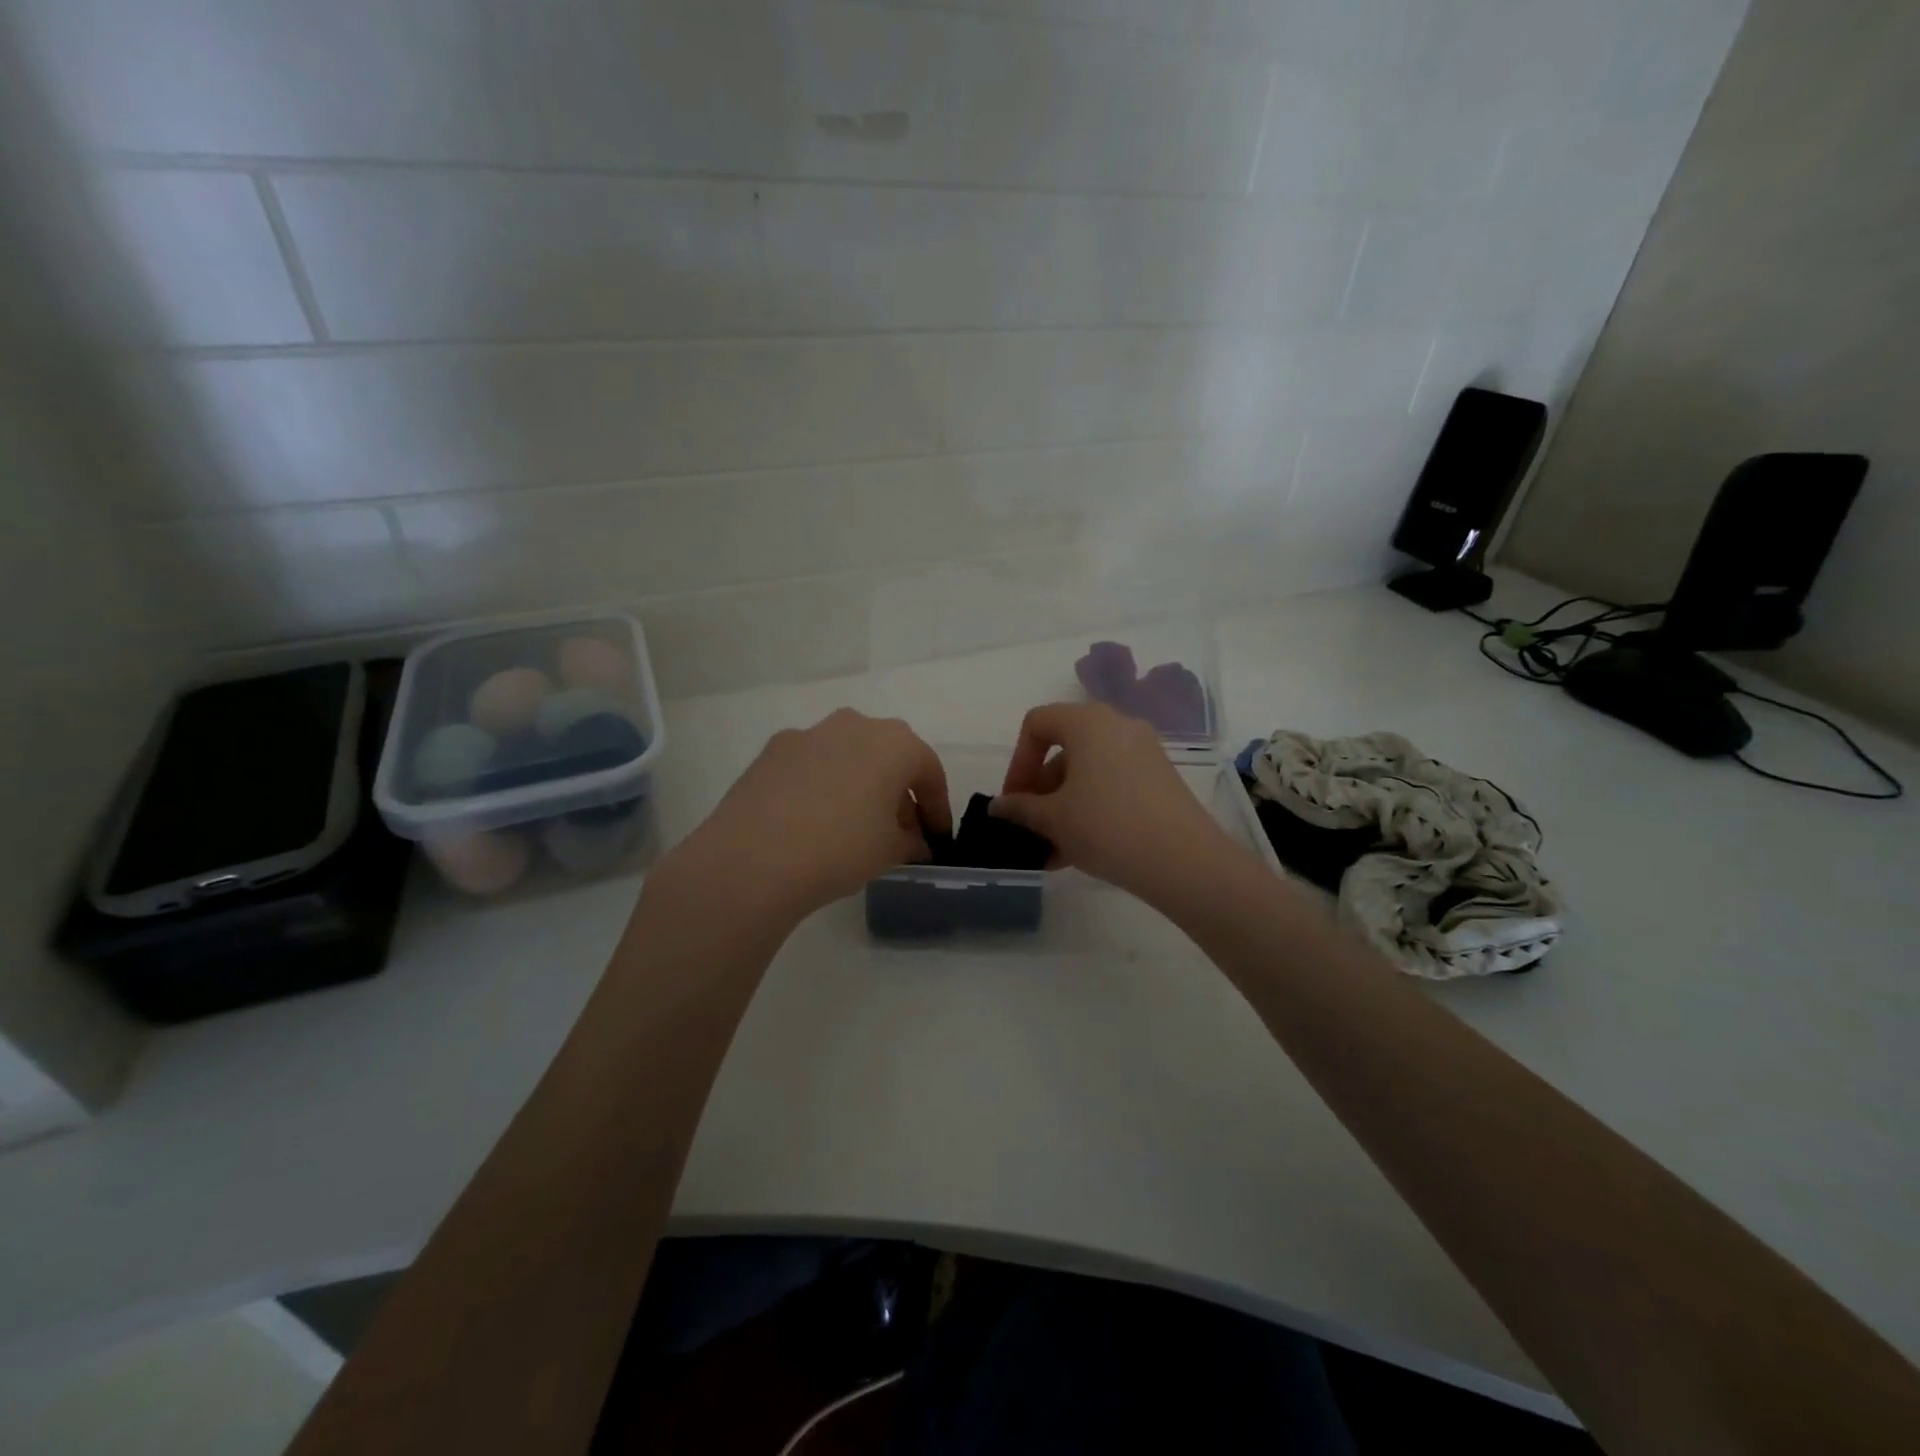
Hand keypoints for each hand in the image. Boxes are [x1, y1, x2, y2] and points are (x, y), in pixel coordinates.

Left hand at [665, 709, 951, 921]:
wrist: (754, 858)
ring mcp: (810, 733)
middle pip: (888, 754)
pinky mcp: (773, 749)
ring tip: (853, 823)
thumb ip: (911, 841)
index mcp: (895, 744)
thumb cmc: (841, 849)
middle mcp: (855, 725)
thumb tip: (913, 842)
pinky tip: (812, 818)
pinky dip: (822, 783)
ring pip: (848, 754)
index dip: (937, 806)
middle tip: (898, 828)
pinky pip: (812, 763)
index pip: (929, 770)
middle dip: (898, 789)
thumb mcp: (890, 851)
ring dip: (859, 781)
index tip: (936, 837)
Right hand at [991, 701, 1238, 902]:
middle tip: (1031, 826)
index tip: (1013, 800)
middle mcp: (1118, 725)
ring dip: (1063, 806)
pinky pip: (1113, 784)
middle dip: (1041, 789)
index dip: (1017, 761)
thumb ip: (1020, 808)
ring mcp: (1144, 752)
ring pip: (1089, 772)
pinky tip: (1079, 851)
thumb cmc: (1106, 826)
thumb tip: (999, 806)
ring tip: (1052, 850)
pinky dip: (1091, 808)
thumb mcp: (1053, 819)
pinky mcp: (1161, 778)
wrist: (1183, 861)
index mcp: (1087, 722)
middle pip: (1064, 749)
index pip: (1037, 723)